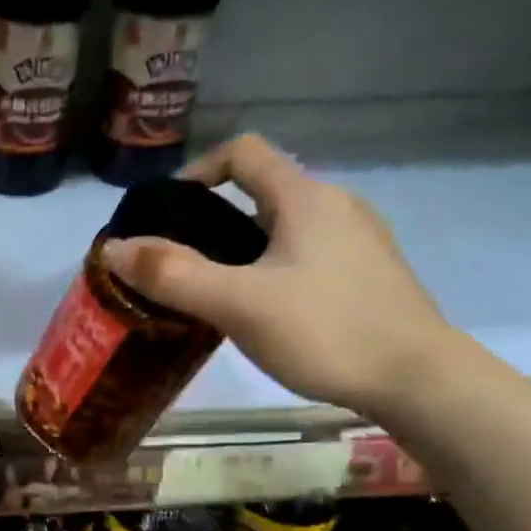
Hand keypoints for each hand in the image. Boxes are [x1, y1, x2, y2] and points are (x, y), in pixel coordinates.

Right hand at [100, 133, 460, 415]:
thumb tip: (114, 249)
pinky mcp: (368, 276)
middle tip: (179, 267)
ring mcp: (358, 241)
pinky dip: (271, 271)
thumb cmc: (325, 330)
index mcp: (306, 197)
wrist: (416, 378)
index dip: (197, 172)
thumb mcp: (237, 303)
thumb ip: (173, 274)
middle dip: (213, 222)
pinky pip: (306, 256)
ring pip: (284, 229)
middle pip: (261, 193)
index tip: (167, 215)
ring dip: (241, 250)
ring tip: (213, 295)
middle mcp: (336, 205)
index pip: (244, 153)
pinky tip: (262, 314)